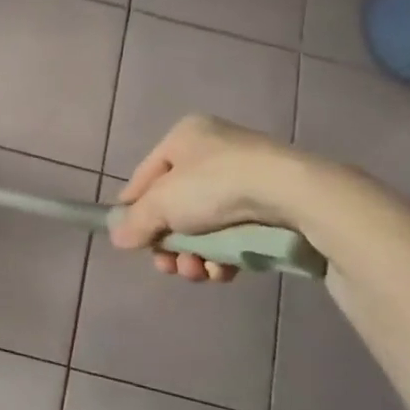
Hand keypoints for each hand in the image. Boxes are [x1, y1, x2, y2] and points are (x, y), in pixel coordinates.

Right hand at [110, 115, 314, 281]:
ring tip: (196, 272)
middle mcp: (214, 151)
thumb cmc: (215, 186)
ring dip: (194, 255)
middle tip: (168, 266)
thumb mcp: (161, 203)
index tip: (129, 239)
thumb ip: (136, 222)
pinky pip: (233, 233)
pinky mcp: (270, 205)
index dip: (133, 209)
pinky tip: (222, 271)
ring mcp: (245, 178)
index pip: (145, 176)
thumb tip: (118, 238)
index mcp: (185, 137)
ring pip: (204, 226)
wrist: (291, 193)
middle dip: (169, 243)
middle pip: (175, 206)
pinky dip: (223, 255)